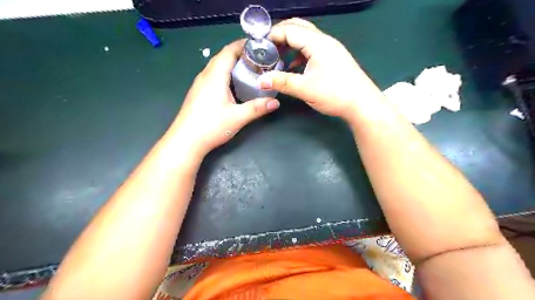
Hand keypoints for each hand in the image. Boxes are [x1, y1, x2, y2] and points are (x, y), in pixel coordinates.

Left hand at [172, 38, 279, 155]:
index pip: (229, 51)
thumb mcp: (238, 117)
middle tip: (258, 59)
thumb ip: (258, 108)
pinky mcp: (198, 93)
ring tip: (249, 70)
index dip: (243, 45)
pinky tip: (233, 85)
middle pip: (222, 56)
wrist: (185, 141)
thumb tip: (276, 103)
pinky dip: (225, 74)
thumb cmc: (211, 126)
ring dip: (232, 64)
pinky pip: (213, 76)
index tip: (259, 46)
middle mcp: (205, 75)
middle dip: (240, 54)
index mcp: (215, 75)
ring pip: (216, 66)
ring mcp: (199, 84)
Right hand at [258, 19, 380, 120]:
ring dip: (290, 44)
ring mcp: (331, 49)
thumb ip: (282, 82)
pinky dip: (299, 54)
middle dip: (280, 35)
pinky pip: (312, 49)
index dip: (272, 35)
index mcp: (318, 43)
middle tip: (266, 47)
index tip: (258, 45)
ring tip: (277, 56)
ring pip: (306, 39)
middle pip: (298, 28)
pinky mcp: (333, 58)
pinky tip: (293, 67)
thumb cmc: (335, 94)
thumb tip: (260, 81)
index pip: (290, 30)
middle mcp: (325, 41)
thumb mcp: (305, 88)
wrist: (362, 104)